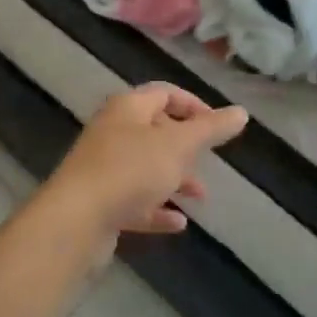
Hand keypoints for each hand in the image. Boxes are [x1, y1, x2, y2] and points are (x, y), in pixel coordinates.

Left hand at [47, 84, 247, 238]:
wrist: (75, 221)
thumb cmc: (130, 170)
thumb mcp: (178, 146)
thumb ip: (210, 130)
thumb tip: (241, 112)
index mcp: (128, 108)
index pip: (165, 93)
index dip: (194, 105)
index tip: (218, 127)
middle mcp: (112, 132)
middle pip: (154, 130)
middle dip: (185, 147)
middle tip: (207, 162)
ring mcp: (103, 168)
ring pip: (146, 167)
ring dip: (174, 179)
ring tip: (200, 197)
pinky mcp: (99, 202)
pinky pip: (134, 200)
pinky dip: (157, 208)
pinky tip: (178, 223)